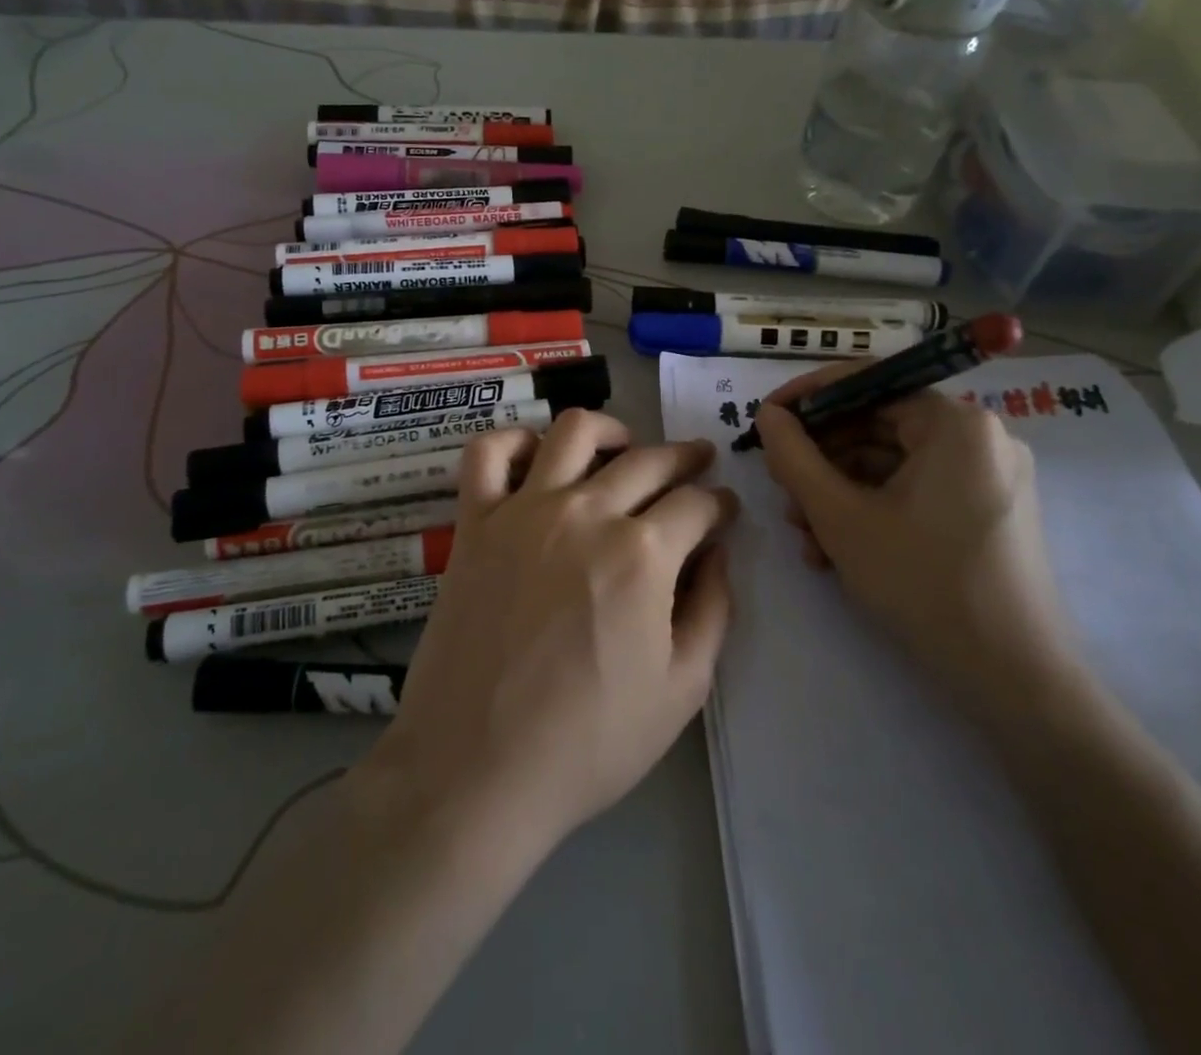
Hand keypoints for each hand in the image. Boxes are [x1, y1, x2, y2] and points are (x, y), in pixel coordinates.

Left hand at [362, 410, 735, 856]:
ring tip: (624, 446)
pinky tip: (537, 456)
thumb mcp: (681, 690)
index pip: (697, 503)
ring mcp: (524, 510)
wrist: (477, 769)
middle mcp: (587, 512)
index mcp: (643, 553)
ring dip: (611, 430)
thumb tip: (716, 554)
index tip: (724, 511)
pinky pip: (489, 453)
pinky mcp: (475, 521)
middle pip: (649, 459)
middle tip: (697, 464)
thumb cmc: (588, 742)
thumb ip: (712, 610)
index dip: (720, 504)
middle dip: (685, 458)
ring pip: (574, 432)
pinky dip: (516, 441)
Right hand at [752, 371, 1080, 728]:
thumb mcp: (840, 517)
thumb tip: (768, 416)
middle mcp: (980, 437)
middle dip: (821, 458)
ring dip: (839, 491)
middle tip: (780, 487)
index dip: (808, 397)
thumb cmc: (922, 583)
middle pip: (879, 425)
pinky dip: (872, 510)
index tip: (765, 419)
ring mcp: (988, 477)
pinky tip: (836, 550)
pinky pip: (916, 492)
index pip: (868, 382)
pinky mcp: (987, 512)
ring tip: (803, 532)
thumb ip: (794, 457)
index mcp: (956, 423)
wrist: (1014, 680)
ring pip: (892, 464)